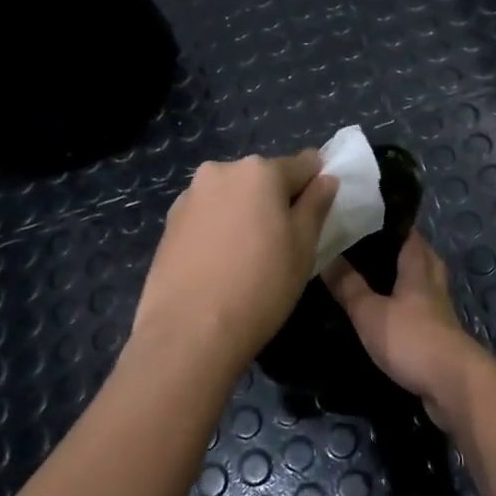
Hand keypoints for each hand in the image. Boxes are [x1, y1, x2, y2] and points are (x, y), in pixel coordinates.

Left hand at [130, 152, 337, 379]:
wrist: (189, 331)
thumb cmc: (260, 286)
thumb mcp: (303, 247)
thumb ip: (315, 206)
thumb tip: (326, 179)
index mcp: (259, 171)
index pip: (303, 164)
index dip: (316, 184)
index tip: (318, 211)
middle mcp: (221, 171)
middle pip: (262, 178)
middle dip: (276, 200)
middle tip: (284, 241)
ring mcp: (190, 195)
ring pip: (232, 196)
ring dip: (245, 213)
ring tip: (248, 257)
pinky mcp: (170, 222)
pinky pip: (207, 215)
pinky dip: (219, 229)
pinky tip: (221, 263)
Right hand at [323, 231, 490, 429]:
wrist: (452, 385)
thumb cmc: (411, 339)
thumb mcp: (369, 312)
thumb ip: (348, 285)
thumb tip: (326, 255)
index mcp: (418, 267)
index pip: (408, 233)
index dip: (388, 222)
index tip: (364, 215)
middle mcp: (433, 283)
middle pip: (420, 255)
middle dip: (397, 248)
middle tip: (366, 246)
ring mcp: (439, 310)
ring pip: (422, 283)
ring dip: (403, 278)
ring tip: (372, 277)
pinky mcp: (439, 335)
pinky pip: (421, 309)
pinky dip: (405, 305)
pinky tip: (387, 312)